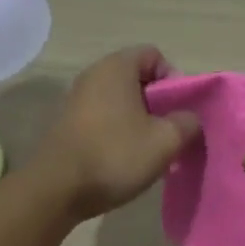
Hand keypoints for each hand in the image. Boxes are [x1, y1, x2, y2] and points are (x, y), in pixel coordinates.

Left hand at [36, 46, 200, 220]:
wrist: (57, 189)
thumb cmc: (115, 155)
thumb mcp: (165, 141)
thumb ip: (187, 123)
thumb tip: (188, 119)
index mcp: (116, 67)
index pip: (154, 56)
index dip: (174, 79)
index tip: (179, 110)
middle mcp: (93, 75)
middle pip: (137, 79)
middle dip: (158, 104)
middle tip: (169, 133)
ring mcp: (76, 100)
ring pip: (120, 102)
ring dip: (139, 121)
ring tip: (149, 150)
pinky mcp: (68, 125)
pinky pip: (103, 118)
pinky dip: (118, 132)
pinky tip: (125, 159)